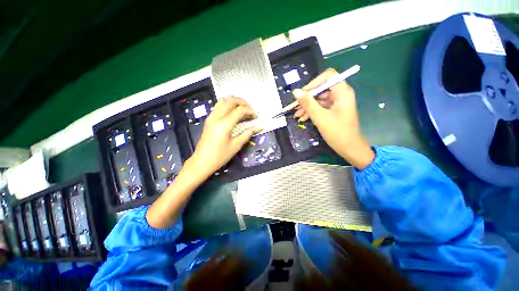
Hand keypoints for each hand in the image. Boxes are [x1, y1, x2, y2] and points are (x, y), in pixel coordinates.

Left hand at [189, 97, 261, 177]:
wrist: (202, 161)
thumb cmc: (220, 156)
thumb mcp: (236, 146)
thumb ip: (247, 134)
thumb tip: (258, 127)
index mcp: (224, 124)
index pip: (239, 110)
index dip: (250, 111)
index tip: (255, 117)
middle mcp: (217, 117)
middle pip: (231, 100)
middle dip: (243, 102)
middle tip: (250, 110)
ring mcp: (211, 117)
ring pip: (223, 100)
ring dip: (234, 101)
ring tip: (243, 109)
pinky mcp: (209, 119)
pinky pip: (218, 106)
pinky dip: (227, 104)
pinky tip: (233, 112)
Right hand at [293, 68, 373, 169]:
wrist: (349, 148)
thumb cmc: (337, 132)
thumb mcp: (320, 117)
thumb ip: (308, 103)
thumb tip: (296, 91)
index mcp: (342, 92)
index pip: (328, 77)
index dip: (314, 83)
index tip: (303, 93)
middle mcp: (340, 95)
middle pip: (321, 89)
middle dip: (307, 98)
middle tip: (295, 107)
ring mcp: (337, 103)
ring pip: (319, 100)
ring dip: (307, 107)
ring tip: (296, 115)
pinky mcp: (333, 111)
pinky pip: (321, 107)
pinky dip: (312, 112)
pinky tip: (303, 118)